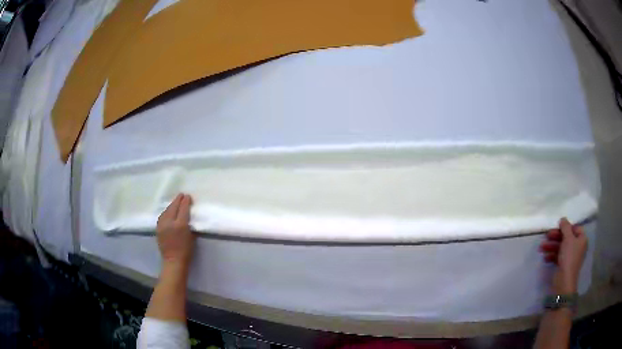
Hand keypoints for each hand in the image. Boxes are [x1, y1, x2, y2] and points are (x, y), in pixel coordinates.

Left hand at [156, 193, 195, 267]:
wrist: (173, 261)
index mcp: (180, 225)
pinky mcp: (158, 228)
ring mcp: (162, 225)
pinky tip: (168, 212)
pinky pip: (162, 216)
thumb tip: (188, 215)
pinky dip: (166, 212)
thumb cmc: (186, 251)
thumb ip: (189, 225)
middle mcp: (170, 223)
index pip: (183, 209)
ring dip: (171, 205)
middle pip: (173, 207)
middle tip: (182, 195)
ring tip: (175, 202)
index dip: (186, 201)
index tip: (188, 196)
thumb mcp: (192, 237)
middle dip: (178, 200)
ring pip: (166, 211)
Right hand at [540, 217, 587, 293]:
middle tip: (546, 236)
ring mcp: (570, 257)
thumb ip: (565, 227)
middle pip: (566, 238)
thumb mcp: (568, 238)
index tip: (558, 227)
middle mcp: (577, 247)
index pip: (575, 228)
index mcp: (581, 239)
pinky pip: (558, 257)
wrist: (564, 281)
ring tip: (541, 248)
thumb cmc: (569, 257)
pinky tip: (545, 257)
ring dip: (551, 246)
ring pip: (560, 247)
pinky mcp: (563, 265)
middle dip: (556, 237)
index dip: (567, 227)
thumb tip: (563, 219)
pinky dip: (551, 256)